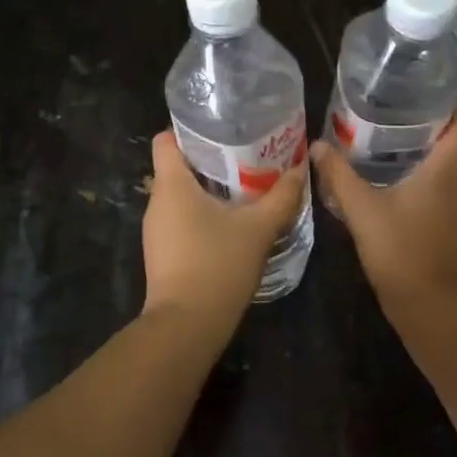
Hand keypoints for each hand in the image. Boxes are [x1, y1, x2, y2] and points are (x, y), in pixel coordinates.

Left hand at [142, 131, 307, 343]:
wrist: (187, 326)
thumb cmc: (218, 265)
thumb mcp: (258, 228)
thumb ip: (282, 196)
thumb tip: (300, 169)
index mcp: (171, 185)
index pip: (165, 140)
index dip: (189, 131)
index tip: (222, 132)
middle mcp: (157, 202)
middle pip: (177, 167)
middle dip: (210, 161)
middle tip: (246, 157)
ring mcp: (156, 230)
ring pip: (181, 196)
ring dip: (209, 190)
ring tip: (245, 188)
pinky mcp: (162, 253)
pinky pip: (181, 220)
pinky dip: (203, 215)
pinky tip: (231, 224)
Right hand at [311, 97, 456, 310]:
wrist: (431, 306)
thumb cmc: (402, 251)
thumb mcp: (363, 210)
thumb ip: (339, 176)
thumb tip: (317, 146)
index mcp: (447, 169)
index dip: (456, 97)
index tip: (433, 80)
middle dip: (439, 116)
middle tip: (405, 99)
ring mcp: (456, 204)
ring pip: (452, 162)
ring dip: (433, 143)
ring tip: (397, 128)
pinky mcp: (448, 222)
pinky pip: (443, 183)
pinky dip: (427, 168)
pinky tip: (396, 171)